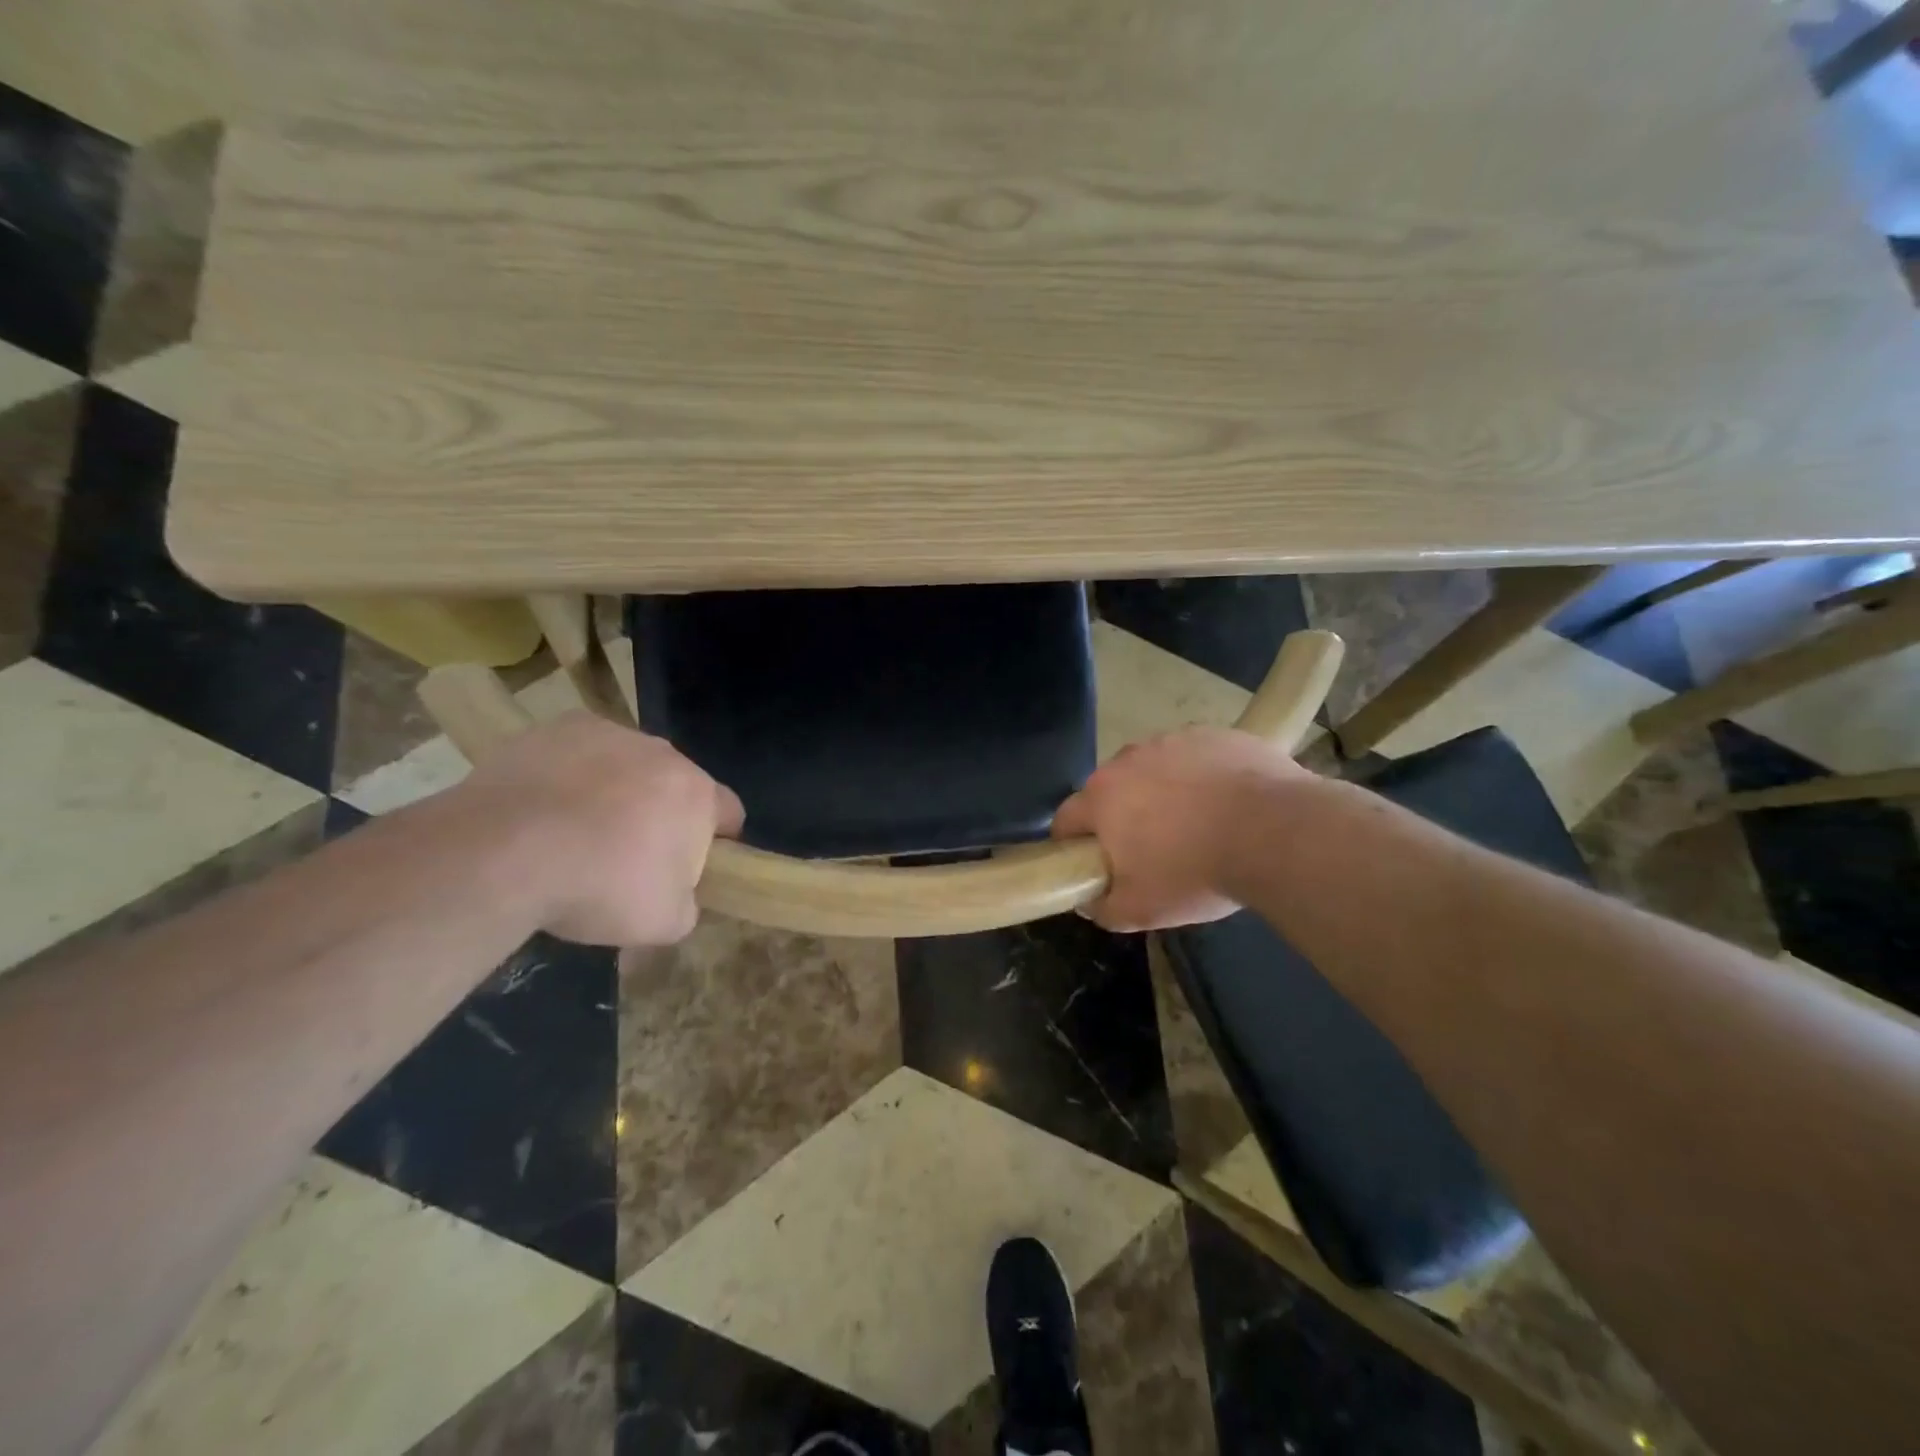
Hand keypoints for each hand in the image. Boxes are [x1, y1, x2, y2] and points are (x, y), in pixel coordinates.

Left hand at [457, 711, 743, 944]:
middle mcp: (664, 754)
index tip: (688, 867)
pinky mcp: (561, 727)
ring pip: (627, 765)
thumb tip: (679, 897)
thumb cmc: (599, 888)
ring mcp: (611, 734)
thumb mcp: (664, 924)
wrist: (504, 853)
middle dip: (660, 814)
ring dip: (616, 791)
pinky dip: (571, 774)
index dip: (717, 840)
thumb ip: (687, 905)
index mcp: (698, 795)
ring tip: (575, 831)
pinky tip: (545, 806)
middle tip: (626, 855)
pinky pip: (580, 752)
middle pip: (675, 785)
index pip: (729, 812)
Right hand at [1051, 726, 1307, 931]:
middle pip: (1111, 791)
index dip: (1074, 845)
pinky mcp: (1215, 734)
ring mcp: (1174, 740)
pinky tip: (1229, 804)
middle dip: (1122, 817)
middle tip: (1152, 851)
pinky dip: (1202, 777)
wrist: (1277, 833)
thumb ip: (1102, 907)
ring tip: (1199, 825)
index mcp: (1101, 797)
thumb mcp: (1140, 912)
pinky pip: (1196, 757)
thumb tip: (1089, 899)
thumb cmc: (1196, 873)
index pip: (1066, 819)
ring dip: (1163, 793)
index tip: (1096, 866)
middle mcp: (1128, 759)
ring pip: (1154, 770)